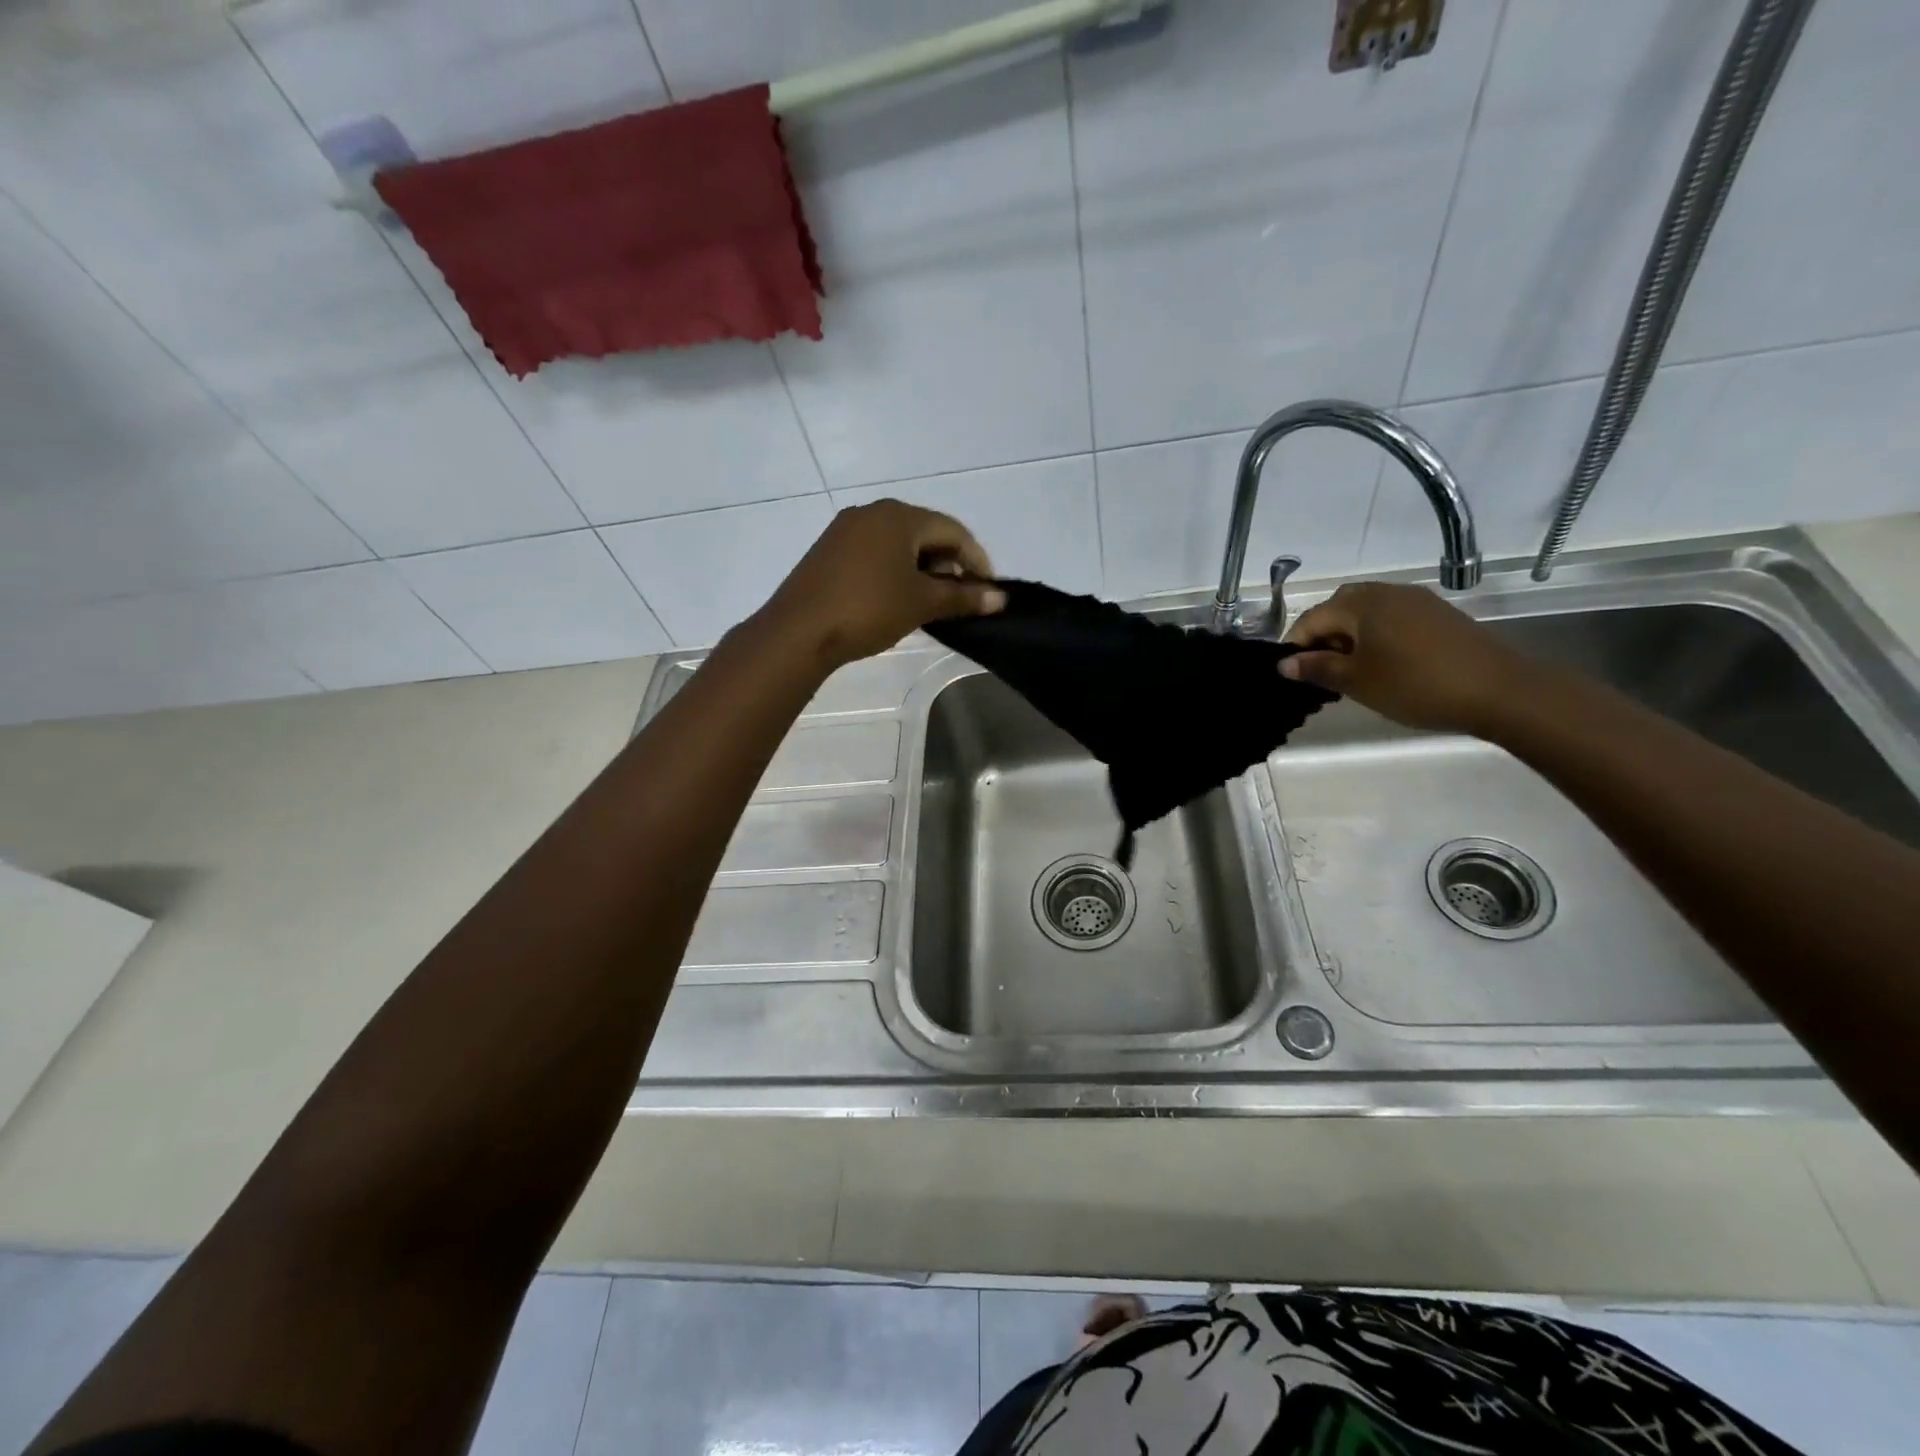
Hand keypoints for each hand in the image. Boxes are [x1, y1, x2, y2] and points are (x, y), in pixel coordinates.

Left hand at [761, 500, 1007, 669]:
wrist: (799, 631)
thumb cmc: (868, 609)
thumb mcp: (922, 604)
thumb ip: (963, 597)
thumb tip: (999, 598)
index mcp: (899, 516)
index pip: (953, 530)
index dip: (977, 560)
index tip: (988, 590)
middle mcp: (872, 513)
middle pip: (925, 533)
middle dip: (948, 564)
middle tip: (958, 598)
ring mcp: (845, 530)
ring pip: (898, 544)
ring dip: (922, 570)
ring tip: (930, 602)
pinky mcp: (828, 551)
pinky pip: (875, 553)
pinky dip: (895, 571)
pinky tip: (897, 599)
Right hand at [1280, 581, 1533, 735]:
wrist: (1500, 691)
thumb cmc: (1416, 685)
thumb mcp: (1357, 682)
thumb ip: (1317, 668)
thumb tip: (1284, 664)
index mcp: (1360, 604)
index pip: (1311, 619)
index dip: (1295, 646)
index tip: (1292, 676)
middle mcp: (1385, 592)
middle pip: (1338, 609)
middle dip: (1322, 637)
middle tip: (1321, 672)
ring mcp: (1415, 600)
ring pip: (1366, 612)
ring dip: (1349, 636)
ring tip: (1351, 671)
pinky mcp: (1437, 613)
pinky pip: (1391, 617)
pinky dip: (1376, 636)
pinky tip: (1384, 664)